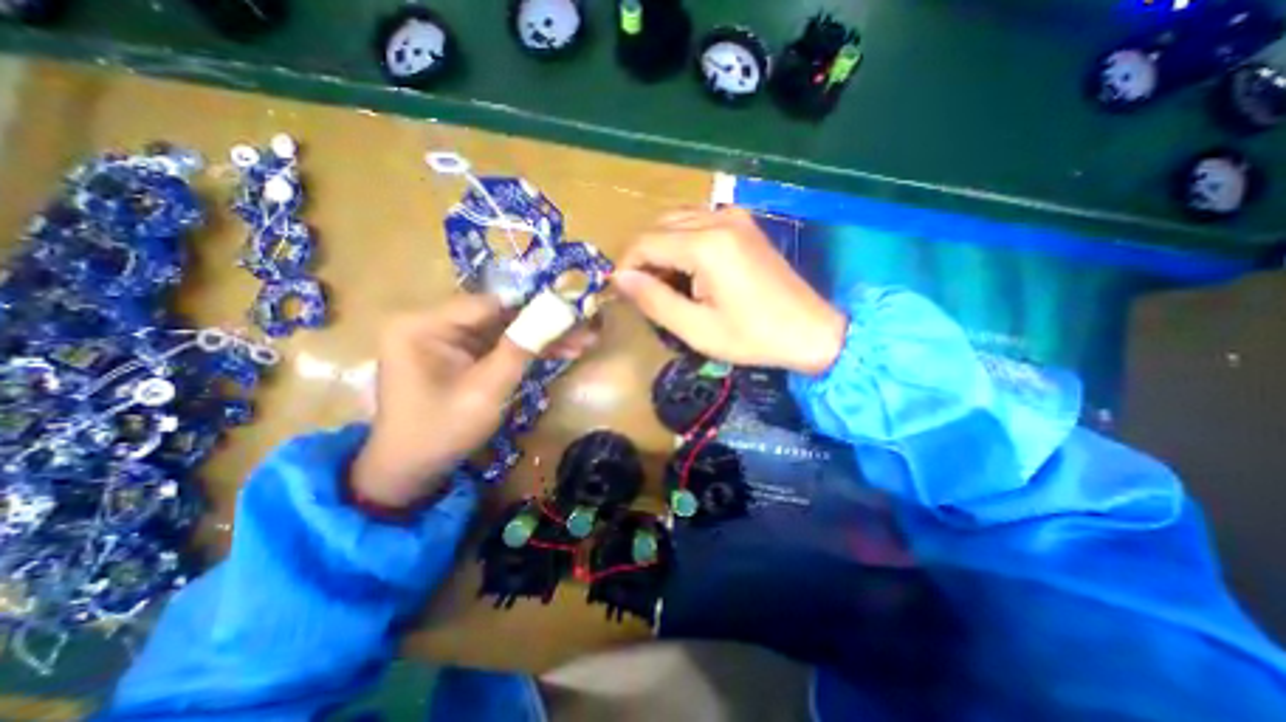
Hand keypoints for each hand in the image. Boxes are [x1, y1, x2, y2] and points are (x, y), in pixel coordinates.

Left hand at [351, 293, 595, 506]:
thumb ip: (519, 349)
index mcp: (424, 325)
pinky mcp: (460, 354)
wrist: (411, 470)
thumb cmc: (442, 431)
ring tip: (581, 341)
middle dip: (543, 323)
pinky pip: (498, 345)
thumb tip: (555, 315)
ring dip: (540, 337)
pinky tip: (559, 351)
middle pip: (499, 314)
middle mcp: (433, 323)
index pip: (489, 304)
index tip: (572, 309)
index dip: (533, 305)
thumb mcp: (486, 391)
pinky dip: (526, 350)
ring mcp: (447, 338)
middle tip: (583, 327)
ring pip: (504, 329)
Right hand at [615, 204, 851, 371]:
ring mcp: (734, 216)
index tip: (621, 293)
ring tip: (665, 284)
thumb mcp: (697, 329)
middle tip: (644, 293)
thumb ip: (654, 301)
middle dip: (642, 257)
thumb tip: (621, 279)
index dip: (626, 266)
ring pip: (676, 221)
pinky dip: (681, 242)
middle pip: (658, 226)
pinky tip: (688, 270)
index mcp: (706, 245)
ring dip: (661, 248)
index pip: (645, 243)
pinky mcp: (743, 223)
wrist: (809, 330)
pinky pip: (697, 222)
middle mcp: (718, 218)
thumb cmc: (752, 337)